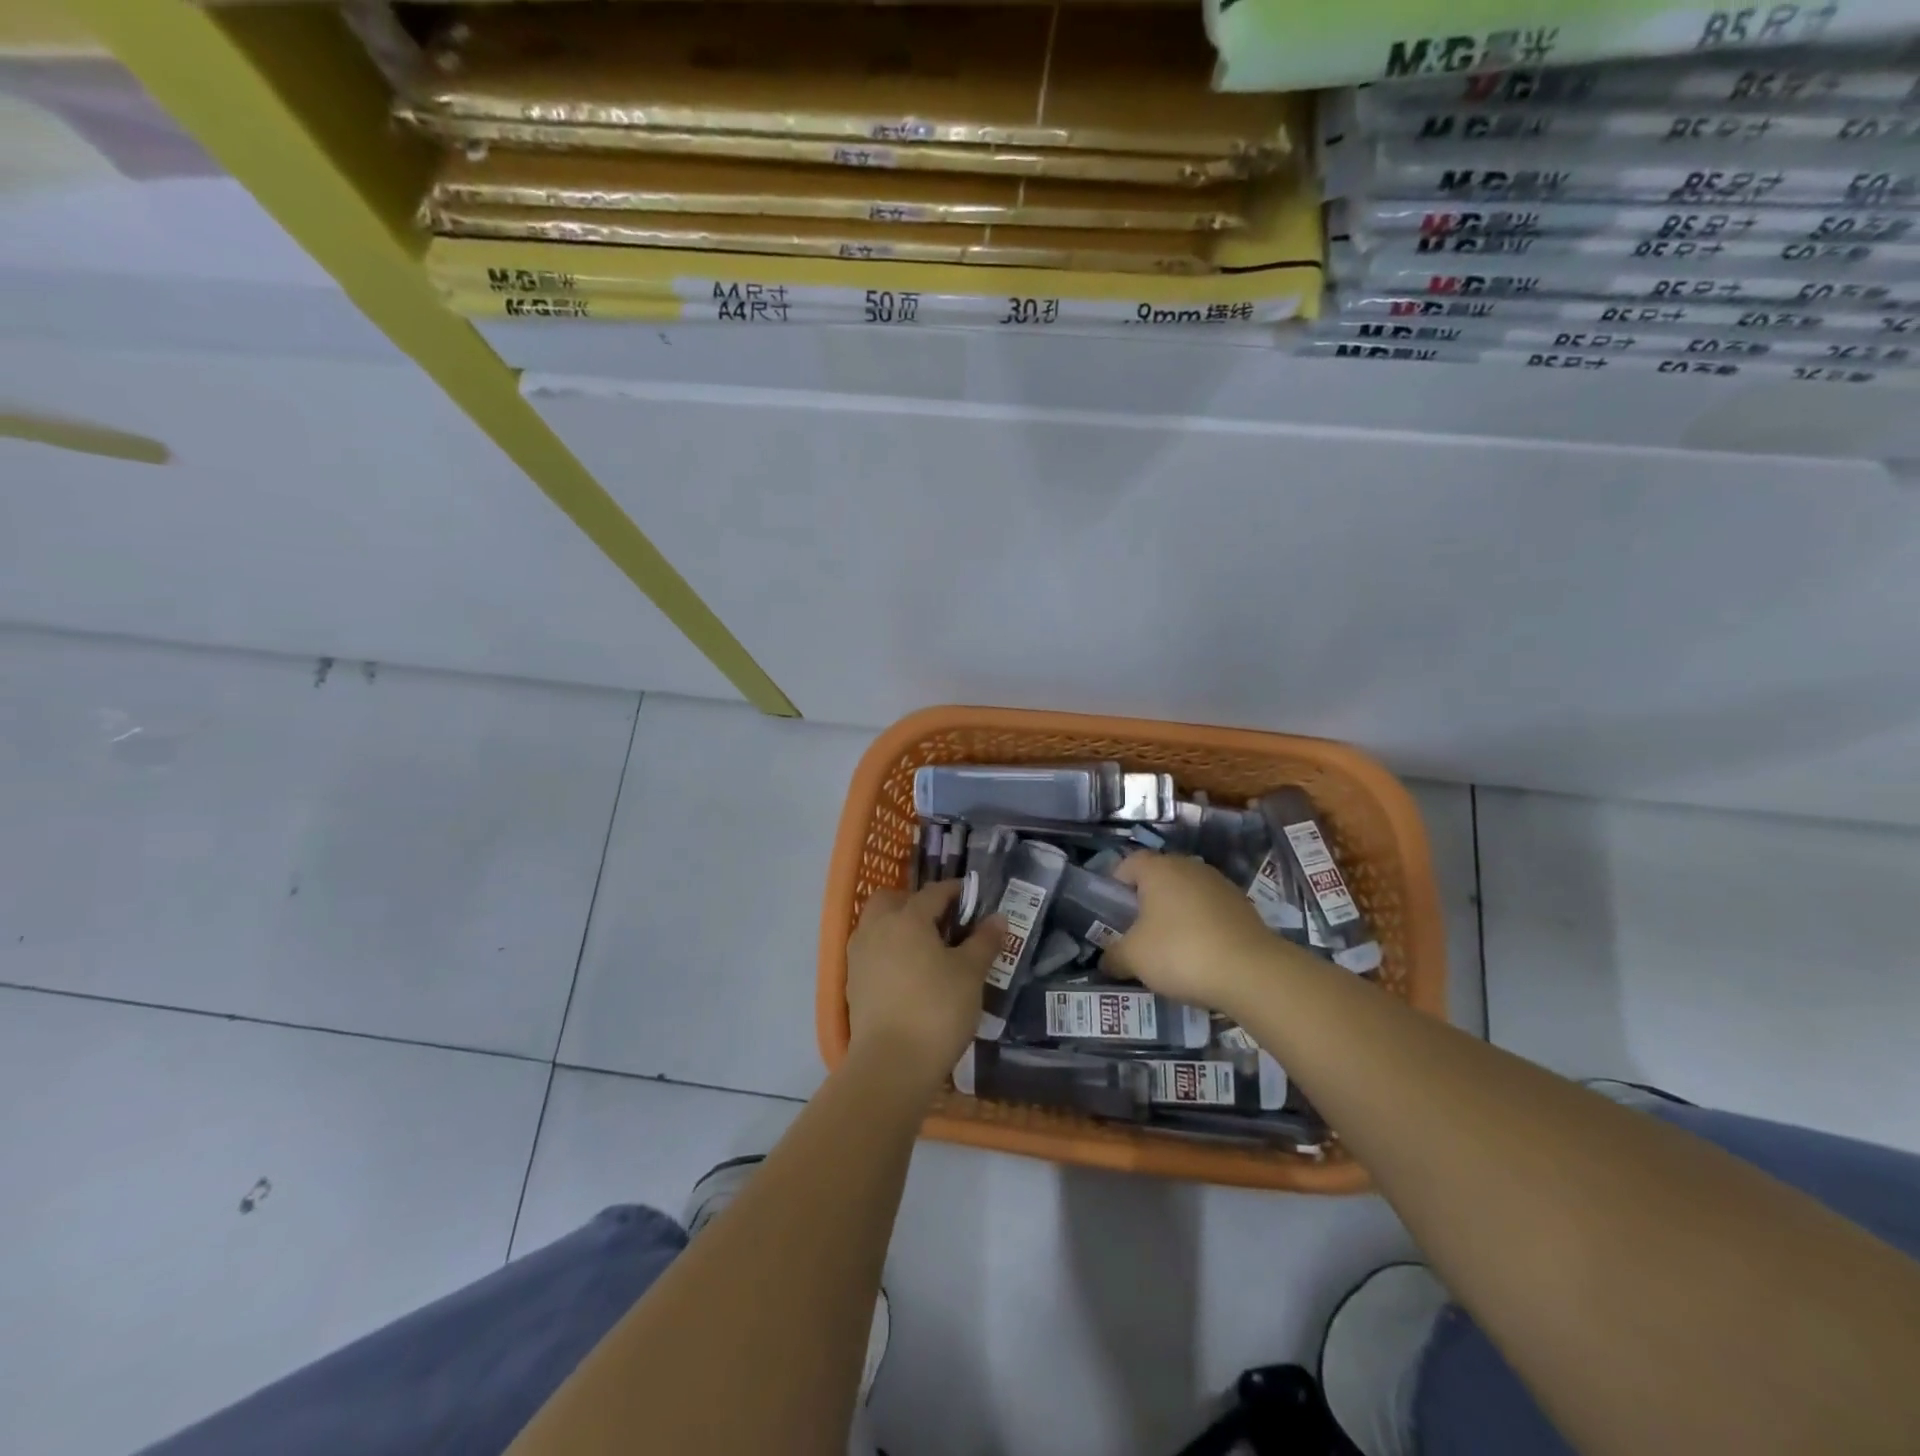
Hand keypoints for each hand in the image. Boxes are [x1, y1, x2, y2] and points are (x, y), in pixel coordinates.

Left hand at [846, 882, 1003, 1082]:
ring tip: (924, 947)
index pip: (933, 892)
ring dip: (896, 925)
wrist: (890, 1064)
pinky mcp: (852, 983)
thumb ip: (984, 942)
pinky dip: (886, 951)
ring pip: (875, 925)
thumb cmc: (937, 1010)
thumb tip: (997, 918)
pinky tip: (907, 972)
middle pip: (891, 900)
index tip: (971, 896)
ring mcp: (859, 956)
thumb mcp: (971, 974)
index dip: (954, 890)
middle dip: (914, 901)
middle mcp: (877, 928)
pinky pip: (870, 952)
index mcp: (907, 918)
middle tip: (940, 920)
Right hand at [1107, 852, 1295, 1010]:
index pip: (1127, 863)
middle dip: (1145, 901)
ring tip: (1169, 947)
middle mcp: (1189, 867)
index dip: (1114, 885)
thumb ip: (1113, 955)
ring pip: (1186, 893)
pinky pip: (1209, 910)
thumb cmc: (1181, 952)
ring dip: (1175, 913)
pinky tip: (1199, 954)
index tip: (1110, 913)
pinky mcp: (1243, 906)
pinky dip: (1200, 925)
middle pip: (1158, 877)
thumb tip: (1105, 960)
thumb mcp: (1134, 958)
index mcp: (1158, 869)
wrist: (1252, 972)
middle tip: (1136, 931)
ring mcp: (1220, 884)